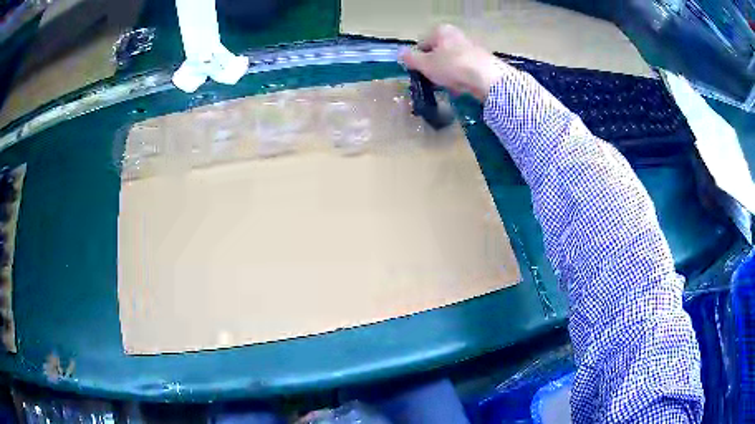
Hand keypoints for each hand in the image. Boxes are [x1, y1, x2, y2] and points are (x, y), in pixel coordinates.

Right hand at [399, 24, 511, 100]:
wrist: (487, 77)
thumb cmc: (451, 66)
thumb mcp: (425, 64)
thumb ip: (411, 59)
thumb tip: (399, 53)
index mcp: (441, 30)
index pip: (422, 44)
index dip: (418, 59)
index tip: (419, 72)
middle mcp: (456, 34)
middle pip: (438, 53)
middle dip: (434, 67)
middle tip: (432, 80)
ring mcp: (470, 47)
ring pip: (451, 62)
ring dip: (446, 74)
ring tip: (446, 85)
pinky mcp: (481, 61)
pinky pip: (464, 70)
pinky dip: (460, 78)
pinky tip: (460, 87)